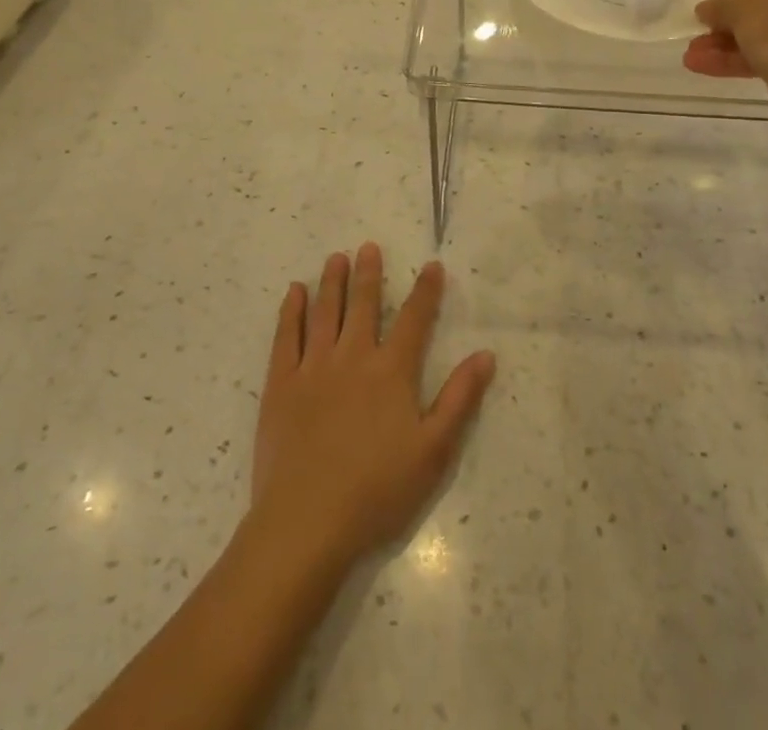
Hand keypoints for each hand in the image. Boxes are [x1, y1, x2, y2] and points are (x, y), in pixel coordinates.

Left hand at [251, 243, 495, 573]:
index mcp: (392, 371)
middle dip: (369, 274)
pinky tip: (294, 293)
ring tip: (336, 258)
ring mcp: (314, 367)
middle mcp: (353, 357)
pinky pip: (286, 336)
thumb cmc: (377, 490)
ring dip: (332, 282)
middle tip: (368, 247)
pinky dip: (291, 311)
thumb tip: (486, 355)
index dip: (426, 291)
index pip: (415, 320)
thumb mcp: (433, 451)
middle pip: (364, 305)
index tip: (432, 266)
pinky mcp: (281, 383)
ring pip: (325, 312)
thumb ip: (460, 399)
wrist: (307, 521)